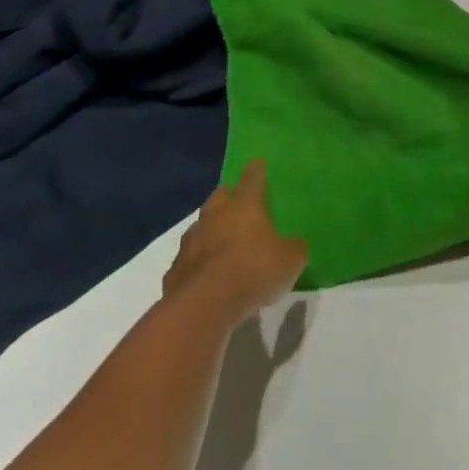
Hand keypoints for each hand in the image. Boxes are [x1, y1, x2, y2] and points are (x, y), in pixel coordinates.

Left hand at [164, 160, 307, 324]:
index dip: (256, 171)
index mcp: (244, 206)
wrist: (204, 307)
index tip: (257, 162)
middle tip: (235, 198)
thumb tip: (294, 244)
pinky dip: (196, 263)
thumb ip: (293, 247)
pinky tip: (204, 274)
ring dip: (209, 230)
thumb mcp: (290, 259)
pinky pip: (188, 261)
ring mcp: (190, 244)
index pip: (252, 179)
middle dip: (227, 195)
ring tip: (218, 239)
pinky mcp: (174, 272)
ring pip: (200, 228)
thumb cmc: (254, 270)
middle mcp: (214, 217)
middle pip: (219, 197)